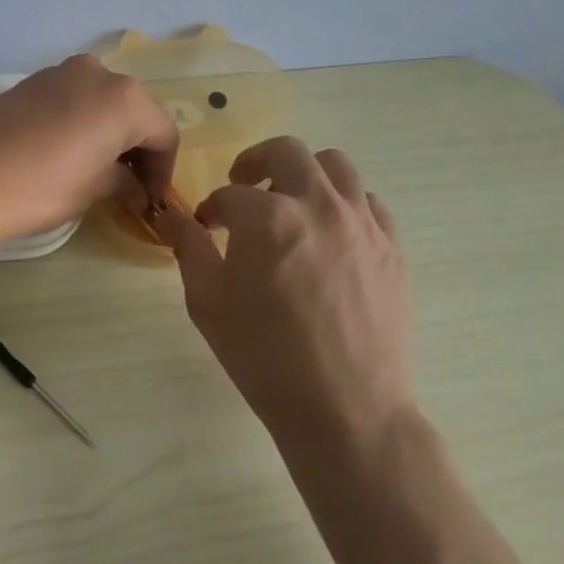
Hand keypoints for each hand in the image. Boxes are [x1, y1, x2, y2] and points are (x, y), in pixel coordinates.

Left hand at [0, 55, 178, 250]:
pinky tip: (69, 154)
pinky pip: (74, 100)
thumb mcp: (93, 190)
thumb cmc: (40, 187)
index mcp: (124, 98)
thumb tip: (136, 190)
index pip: (163, 134)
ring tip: (99, 172)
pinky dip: (83, 123)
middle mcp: (98, 73)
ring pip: (103, 102)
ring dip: (110, 134)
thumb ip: (124, 183)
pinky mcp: (32, 81)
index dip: (163, 171)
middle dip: (138, 149)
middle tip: (130, 188)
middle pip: (135, 112)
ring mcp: (61, 72)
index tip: (154, 201)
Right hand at [162, 137, 413, 451]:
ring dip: (305, 174)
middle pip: (286, 151)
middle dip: (256, 162)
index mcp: (267, 218)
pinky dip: (344, 204)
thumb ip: (189, 248)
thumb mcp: (208, 303)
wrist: (347, 412)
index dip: (211, 208)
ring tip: (292, 202)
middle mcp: (318, 205)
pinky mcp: (392, 247)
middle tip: (244, 187)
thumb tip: (172, 217)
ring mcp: (362, 224)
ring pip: (335, 166)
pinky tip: (331, 234)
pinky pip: (368, 203)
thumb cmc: (266, 358)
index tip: (206, 226)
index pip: (229, 194)